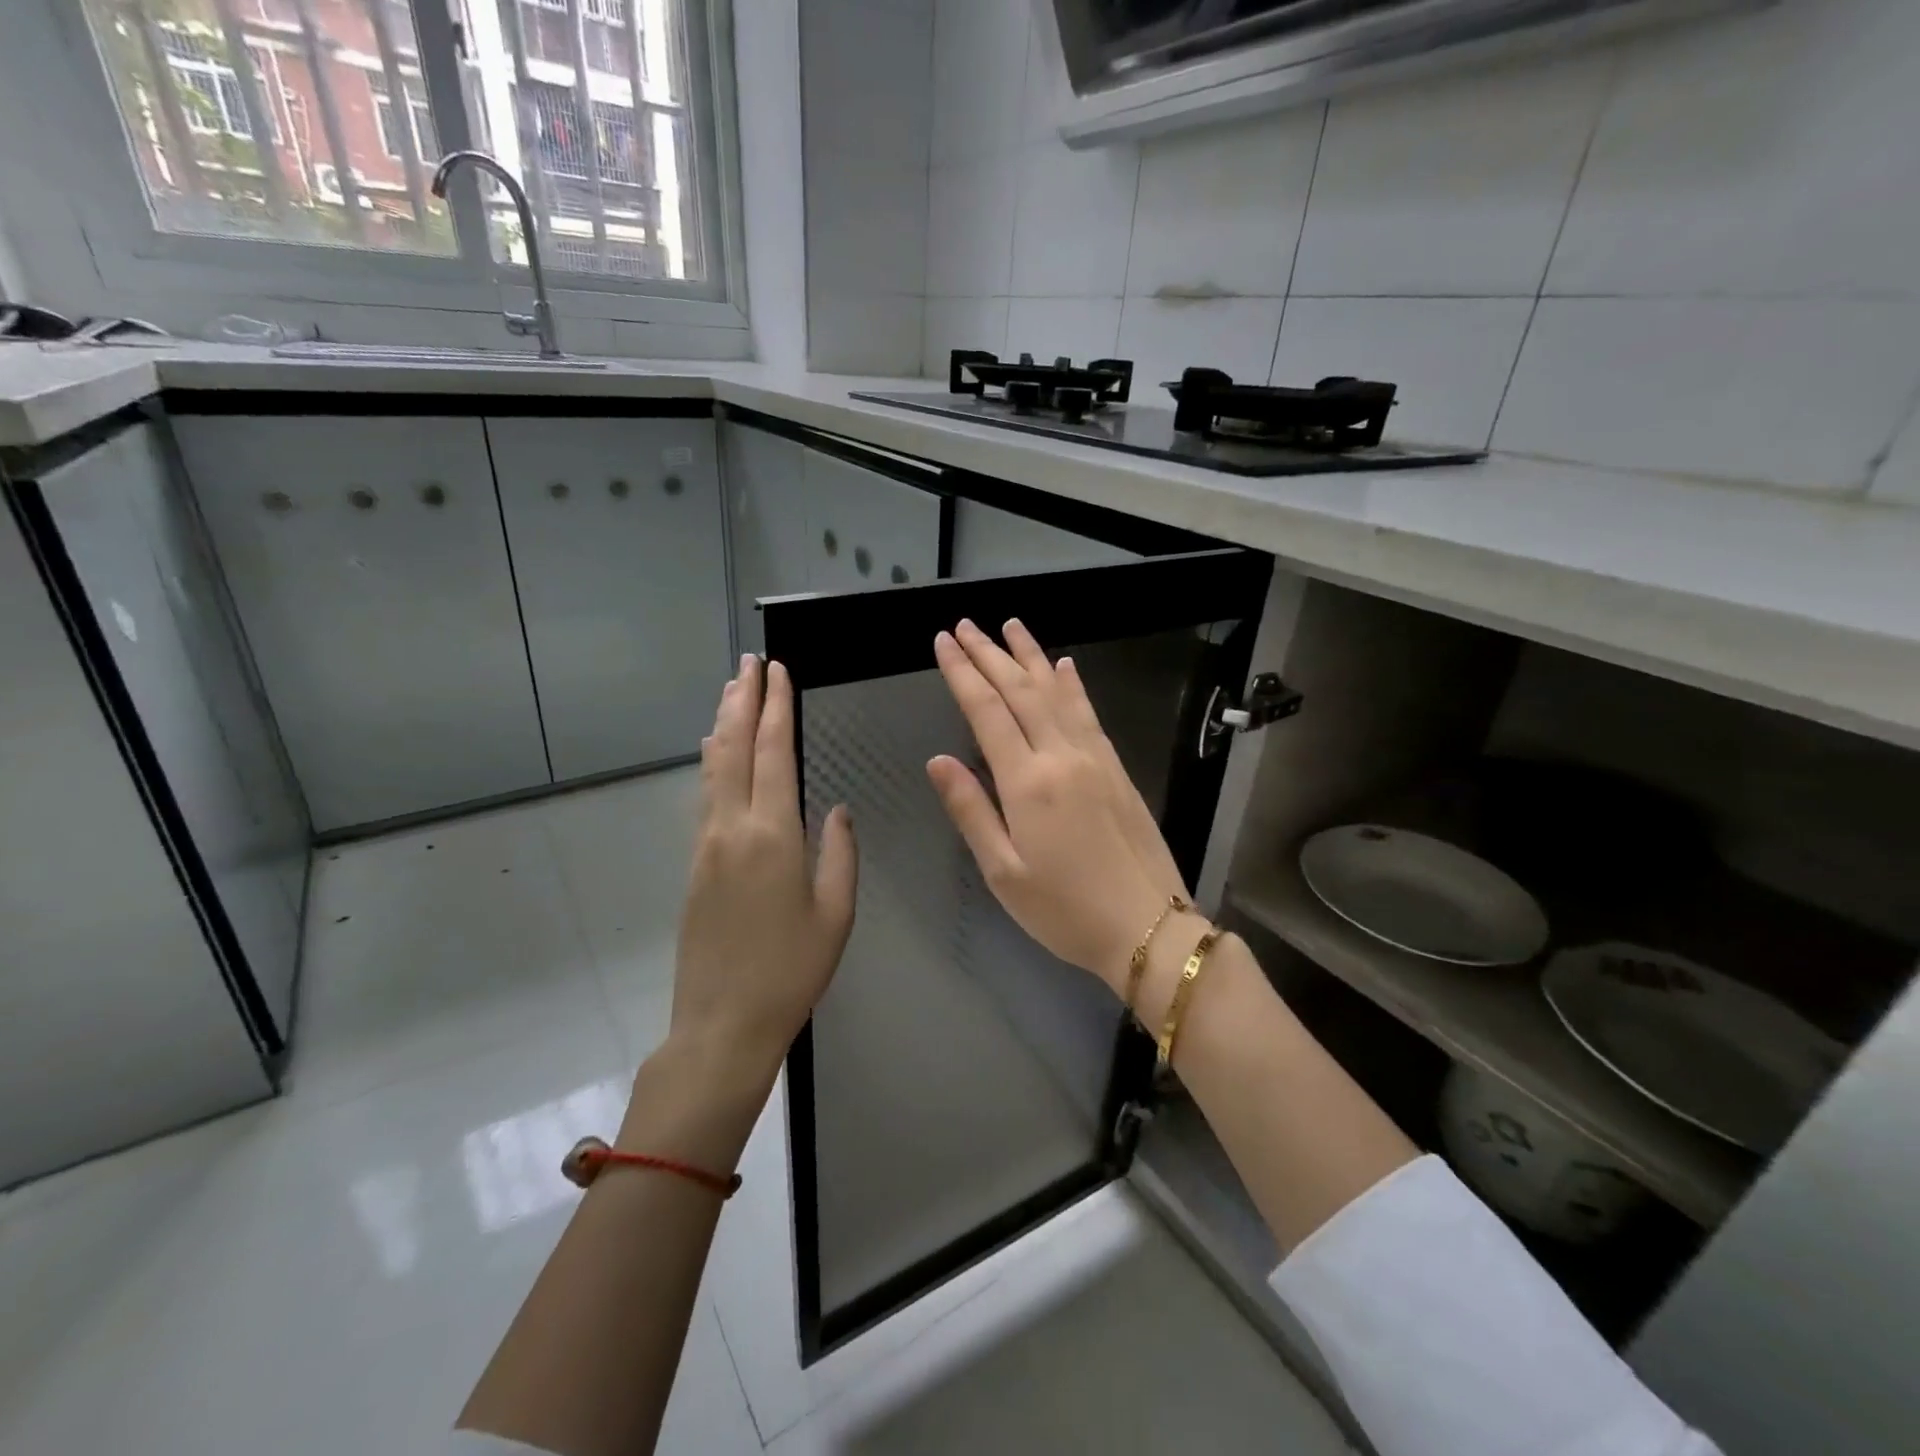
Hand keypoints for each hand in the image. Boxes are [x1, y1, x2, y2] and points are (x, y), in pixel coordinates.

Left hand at [669, 656, 857, 1090]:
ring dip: (723, 723)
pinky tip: (714, 751)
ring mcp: (707, 844)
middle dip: (743, 700)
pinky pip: (705, 795)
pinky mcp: (695, 863)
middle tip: (749, 662)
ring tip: (731, 690)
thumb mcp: (835, 914)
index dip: (776, 708)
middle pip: (734, 748)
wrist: (722, 1022)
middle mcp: (733, 827)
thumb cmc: (791, 971)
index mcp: (773, 835)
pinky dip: (712, 761)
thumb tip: (836, 809)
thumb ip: (840, 854)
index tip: (777, 672)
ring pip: (712, 768)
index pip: (773, 753)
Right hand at [927, 619, 1187, 996]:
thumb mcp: (1003, 872)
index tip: (943, 641)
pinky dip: (1072, 685)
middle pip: (1020, 691)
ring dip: (1031, 656)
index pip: (988, 712)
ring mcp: (1095, 758)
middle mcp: (1062, 756)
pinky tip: (1064, 666)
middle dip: (989, 654)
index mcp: (1028, 782)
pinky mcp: (1117, 768)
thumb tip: (938, 759)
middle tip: (965, 625)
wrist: (1148, 927)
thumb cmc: (1064, 910)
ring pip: (1057, 693)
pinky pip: (1089, 713)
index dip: (962, 674)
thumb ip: (971, 810)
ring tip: (1010, 626)